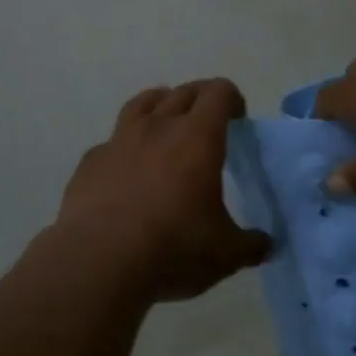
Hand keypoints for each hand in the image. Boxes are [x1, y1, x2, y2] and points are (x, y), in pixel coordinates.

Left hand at [54, 78, 271, 304]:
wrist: (97, 262)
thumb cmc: (173, 248)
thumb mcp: (225, 254)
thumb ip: (250, 245)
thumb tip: (266, 244)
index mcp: (197, 138)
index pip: (218, 93)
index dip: (232, 99)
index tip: (238, 119)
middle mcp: (158, 127)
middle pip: (182, 92)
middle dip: (200, 99)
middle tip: (209, 121)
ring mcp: (118, 142)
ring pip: (141, 104)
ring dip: (159, 105)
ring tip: (166, 123)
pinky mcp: (89, 163)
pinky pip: (111, 142)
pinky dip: (125, 146)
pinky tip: (127, 169)